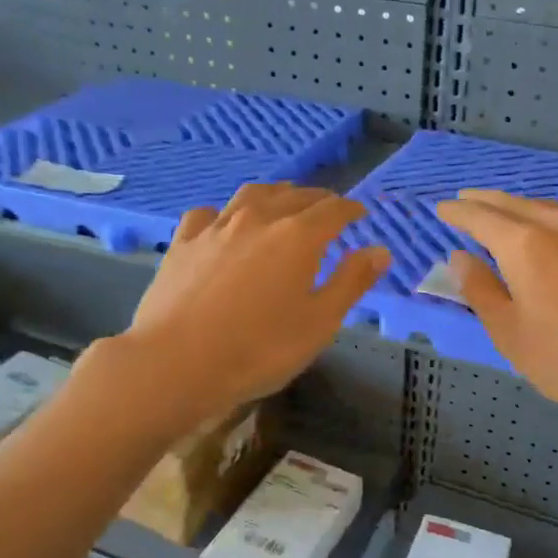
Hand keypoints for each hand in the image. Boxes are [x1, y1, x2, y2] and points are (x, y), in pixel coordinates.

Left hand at [124, 182, 389, 419]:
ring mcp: (216, 227)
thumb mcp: (320, 323)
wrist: (177, 363)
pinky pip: (208, 214)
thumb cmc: (259, 349)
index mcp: (298, 236)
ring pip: (251, 195)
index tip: (360, 214)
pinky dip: (225, 213)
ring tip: (283, 201)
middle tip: (329, 209)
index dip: (350, 209)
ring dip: (275, 194)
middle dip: (317, 199)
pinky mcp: (183, 243)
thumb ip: (351, 282)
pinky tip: (223, 223)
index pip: (333, 210)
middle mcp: (258, 219)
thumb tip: (380, 250)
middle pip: (294, 196)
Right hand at [436, 189, 557, 421]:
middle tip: (465, 200)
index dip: (458, 213)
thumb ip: (480, 289)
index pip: (482, 219)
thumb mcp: (509, 332)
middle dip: (486, 201)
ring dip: (520, 206)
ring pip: (549, 209)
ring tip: (505, 211)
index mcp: (525, 246)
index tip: (441, 208)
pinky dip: (551, 219)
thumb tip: (460, 257)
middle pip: (516, 205)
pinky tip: (553, 234)